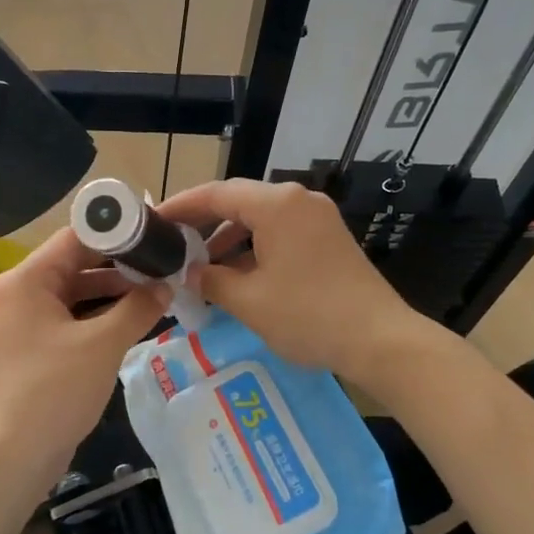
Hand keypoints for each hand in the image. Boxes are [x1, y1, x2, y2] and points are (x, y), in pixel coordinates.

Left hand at [0, 227, 166, 490]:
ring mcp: (26, 320)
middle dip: (120, 265)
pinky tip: (136, 316)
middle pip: (76, 263)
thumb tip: (167, 285)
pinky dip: (101, 315)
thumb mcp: (103, 344)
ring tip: (158, 286)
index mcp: (27, 280)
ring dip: (114, 291)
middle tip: (164, 260)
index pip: (75, 238)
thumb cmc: (56, 389)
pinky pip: (72, 317)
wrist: (17, 453)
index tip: (155, 231)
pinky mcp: (35, 345)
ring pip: (76, 292)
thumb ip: (138, 307)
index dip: (117, 232)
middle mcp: (21, 292)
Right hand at [157, 178, 432, 387]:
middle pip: (238, 201)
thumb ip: (211, 279)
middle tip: (171, 244)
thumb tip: (192, 272)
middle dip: (203, 223)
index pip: (216, 194)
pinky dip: (254, 247)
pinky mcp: (328, 238)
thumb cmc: (308, 316)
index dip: (181, 206)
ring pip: (260, 218)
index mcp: (276, 205)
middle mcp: (298, 200)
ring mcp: (317, 217)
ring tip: (200, 265)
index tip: (153, 221)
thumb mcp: (249, 301)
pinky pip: (280, 232)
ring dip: (229, 238)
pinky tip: (237, 274)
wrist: (380, 340)